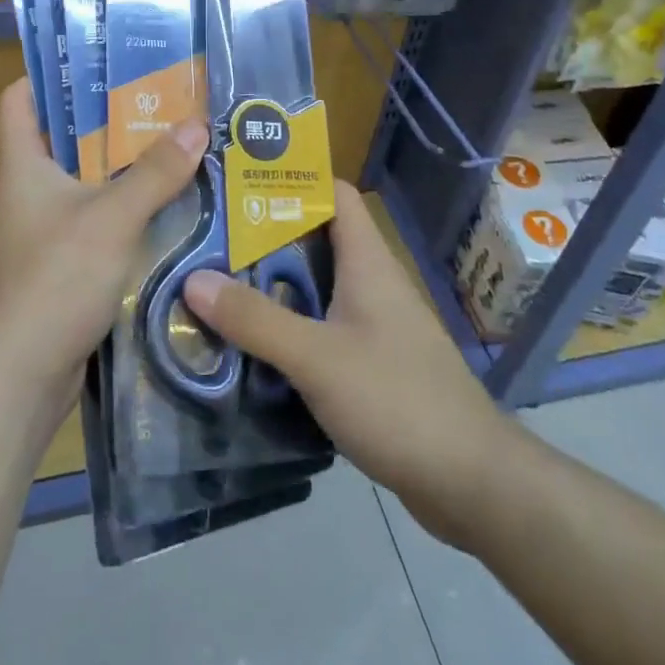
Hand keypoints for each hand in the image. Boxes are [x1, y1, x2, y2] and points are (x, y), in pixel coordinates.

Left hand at [0, 77, 207, 400]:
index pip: (19, 98)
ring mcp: (41, 230)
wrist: (19, 379)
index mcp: (21, 165)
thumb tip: (197, 124)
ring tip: (173, 147)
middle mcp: (26, 191)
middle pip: (62, 137)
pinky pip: (94, 220)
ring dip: (122, 168)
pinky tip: (166, 208)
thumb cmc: (54, 280)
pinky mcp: (59, 264)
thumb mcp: (111, 218)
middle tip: (160, 102)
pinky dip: (123, 210)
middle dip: (108, 120)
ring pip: (83, 181)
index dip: (51, 75)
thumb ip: (155, 172)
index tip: (101, 63)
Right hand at [183, 181, 509, 549]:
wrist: (471, 482)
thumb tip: (193, 279)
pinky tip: (255, 347)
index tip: (239, 184)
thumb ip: (256, 320)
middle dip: (265, 239)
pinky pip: (324, 329)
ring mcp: (377, 325)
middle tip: (209, 241)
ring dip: (274, 288)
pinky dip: (291, 330)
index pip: (334, 194)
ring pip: (317, 289)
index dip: (292, 181)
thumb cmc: (396, 400)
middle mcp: (373, 283)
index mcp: (367, 262)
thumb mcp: (316, 358)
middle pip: (316, 241)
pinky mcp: (375, 364)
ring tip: (217, 289)